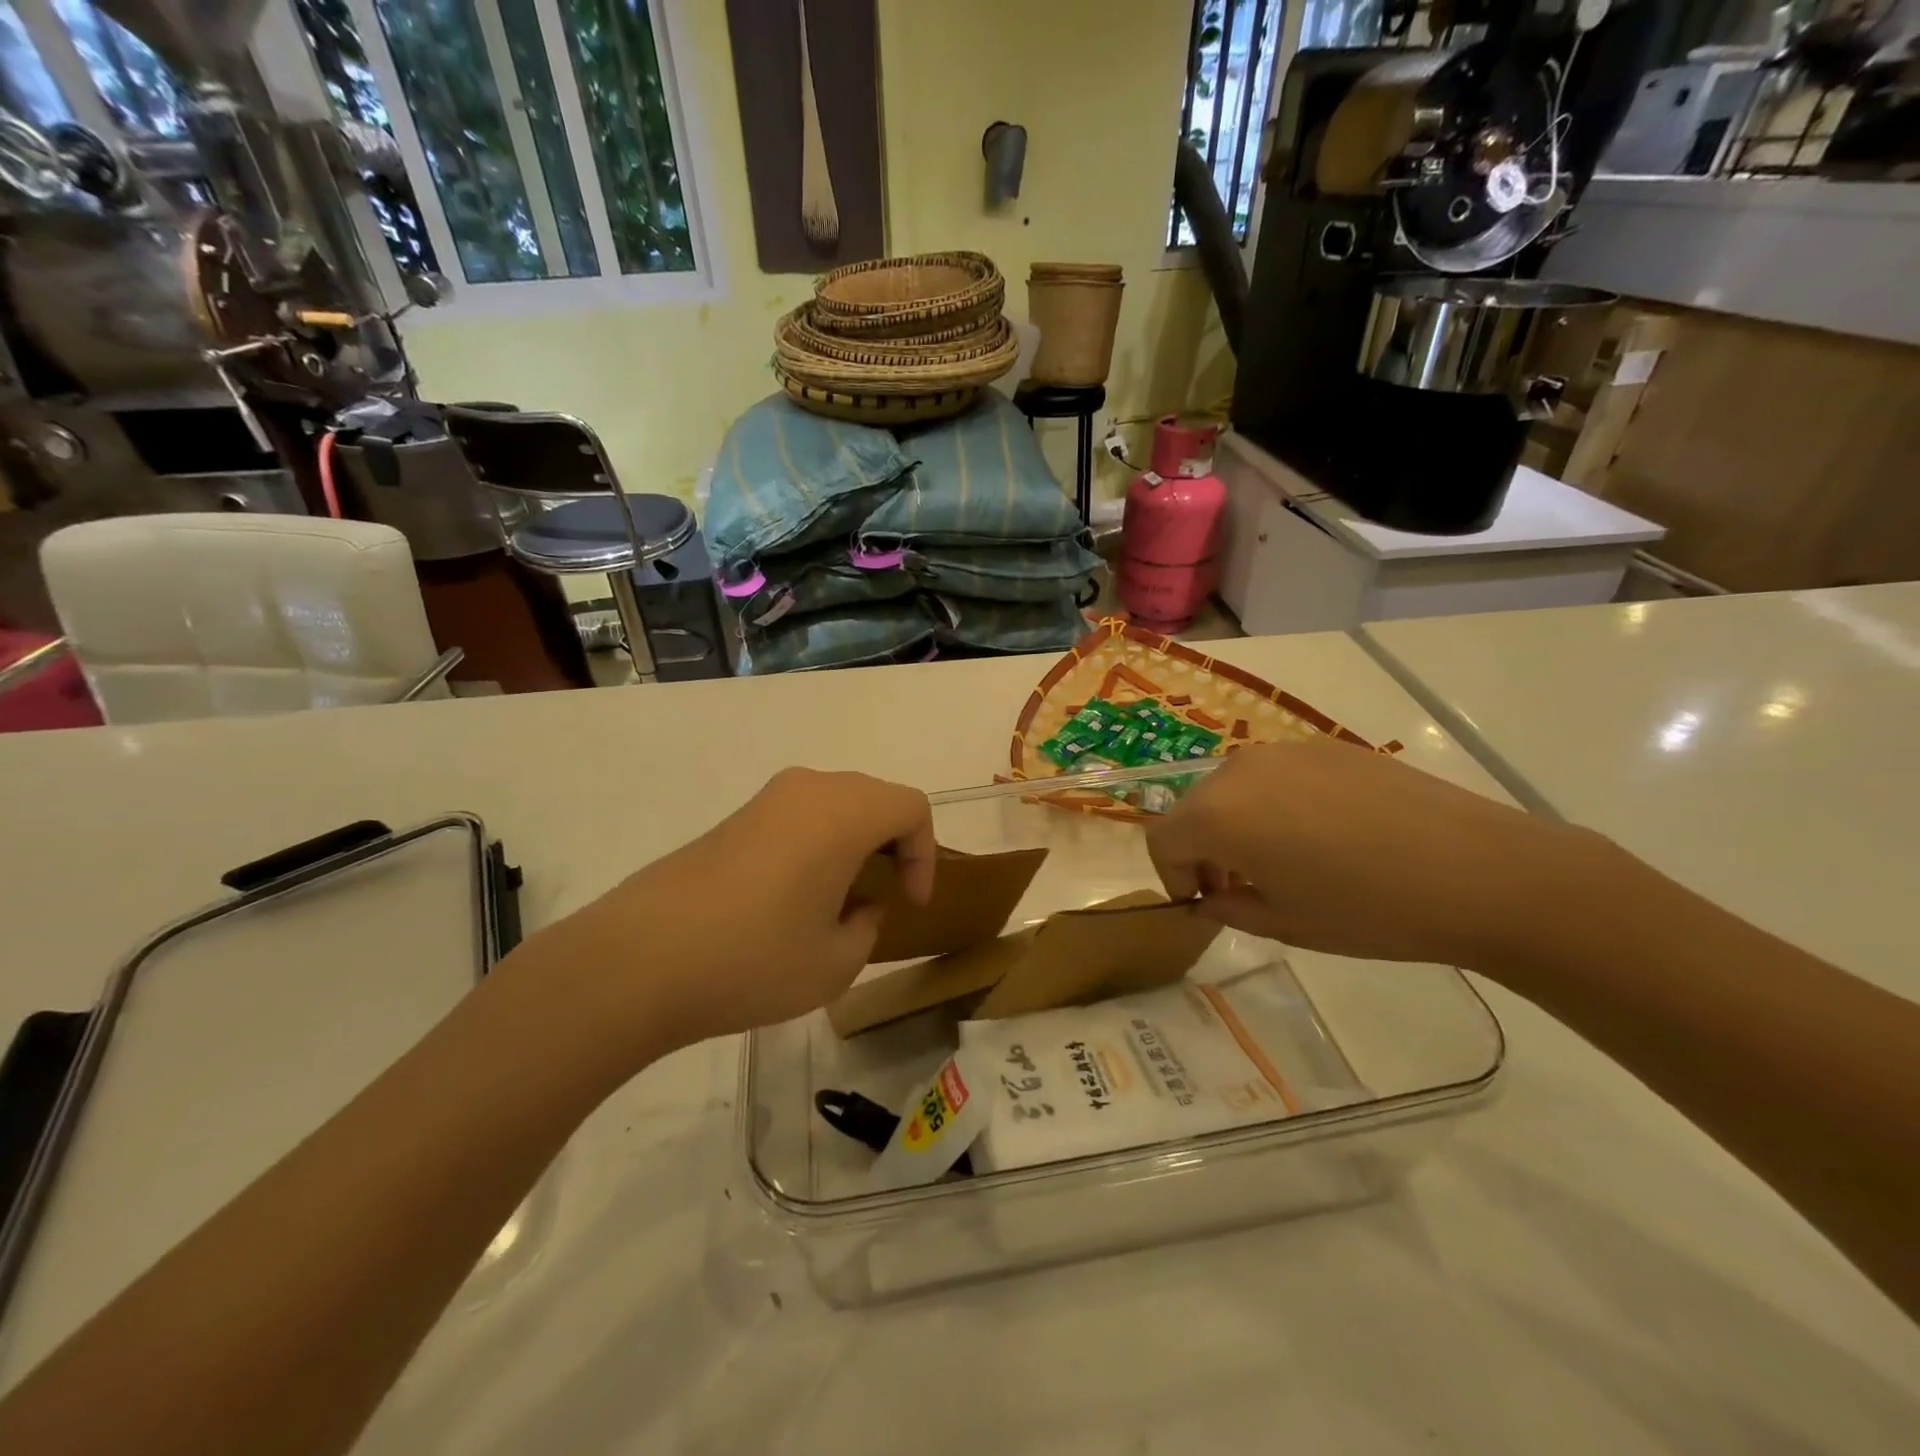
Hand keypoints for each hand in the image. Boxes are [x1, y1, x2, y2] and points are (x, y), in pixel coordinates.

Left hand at [504, 768, 934, 1063]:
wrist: (638, 961)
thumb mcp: (835, 963)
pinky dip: (817, 845)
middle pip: (874, 798)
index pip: (911, 808)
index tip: (910, 904)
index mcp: (844, 813)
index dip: (925, 854)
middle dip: (892, 845)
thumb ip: (867, 928)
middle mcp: (807, 790)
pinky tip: (794, 898)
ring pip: (834, 805)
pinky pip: (797, 818)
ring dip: (853, 843)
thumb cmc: (754, 959)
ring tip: (841, 900)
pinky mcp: (733, 820)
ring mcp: (764, 801)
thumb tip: (860, 906)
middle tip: (886, 896)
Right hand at [1147, 736, 1590, 965]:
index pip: (1163, 840)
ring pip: (1234, 789)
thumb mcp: (1284, 923)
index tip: (1202, 905)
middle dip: (1202, 849)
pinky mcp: (1327, 747)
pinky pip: (1277, 776)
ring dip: (1237, 825)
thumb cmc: (1368, 909)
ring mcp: (1285, 751)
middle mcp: (1239, 770)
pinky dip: (1275, 805)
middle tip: (1237, 888)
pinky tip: (1324, 837)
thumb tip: (1212, 897)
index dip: (1171, 877)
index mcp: (1217, 813)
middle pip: (1194, 808)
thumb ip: (1229, 907)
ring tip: (1282, 862)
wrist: (1479, 871)